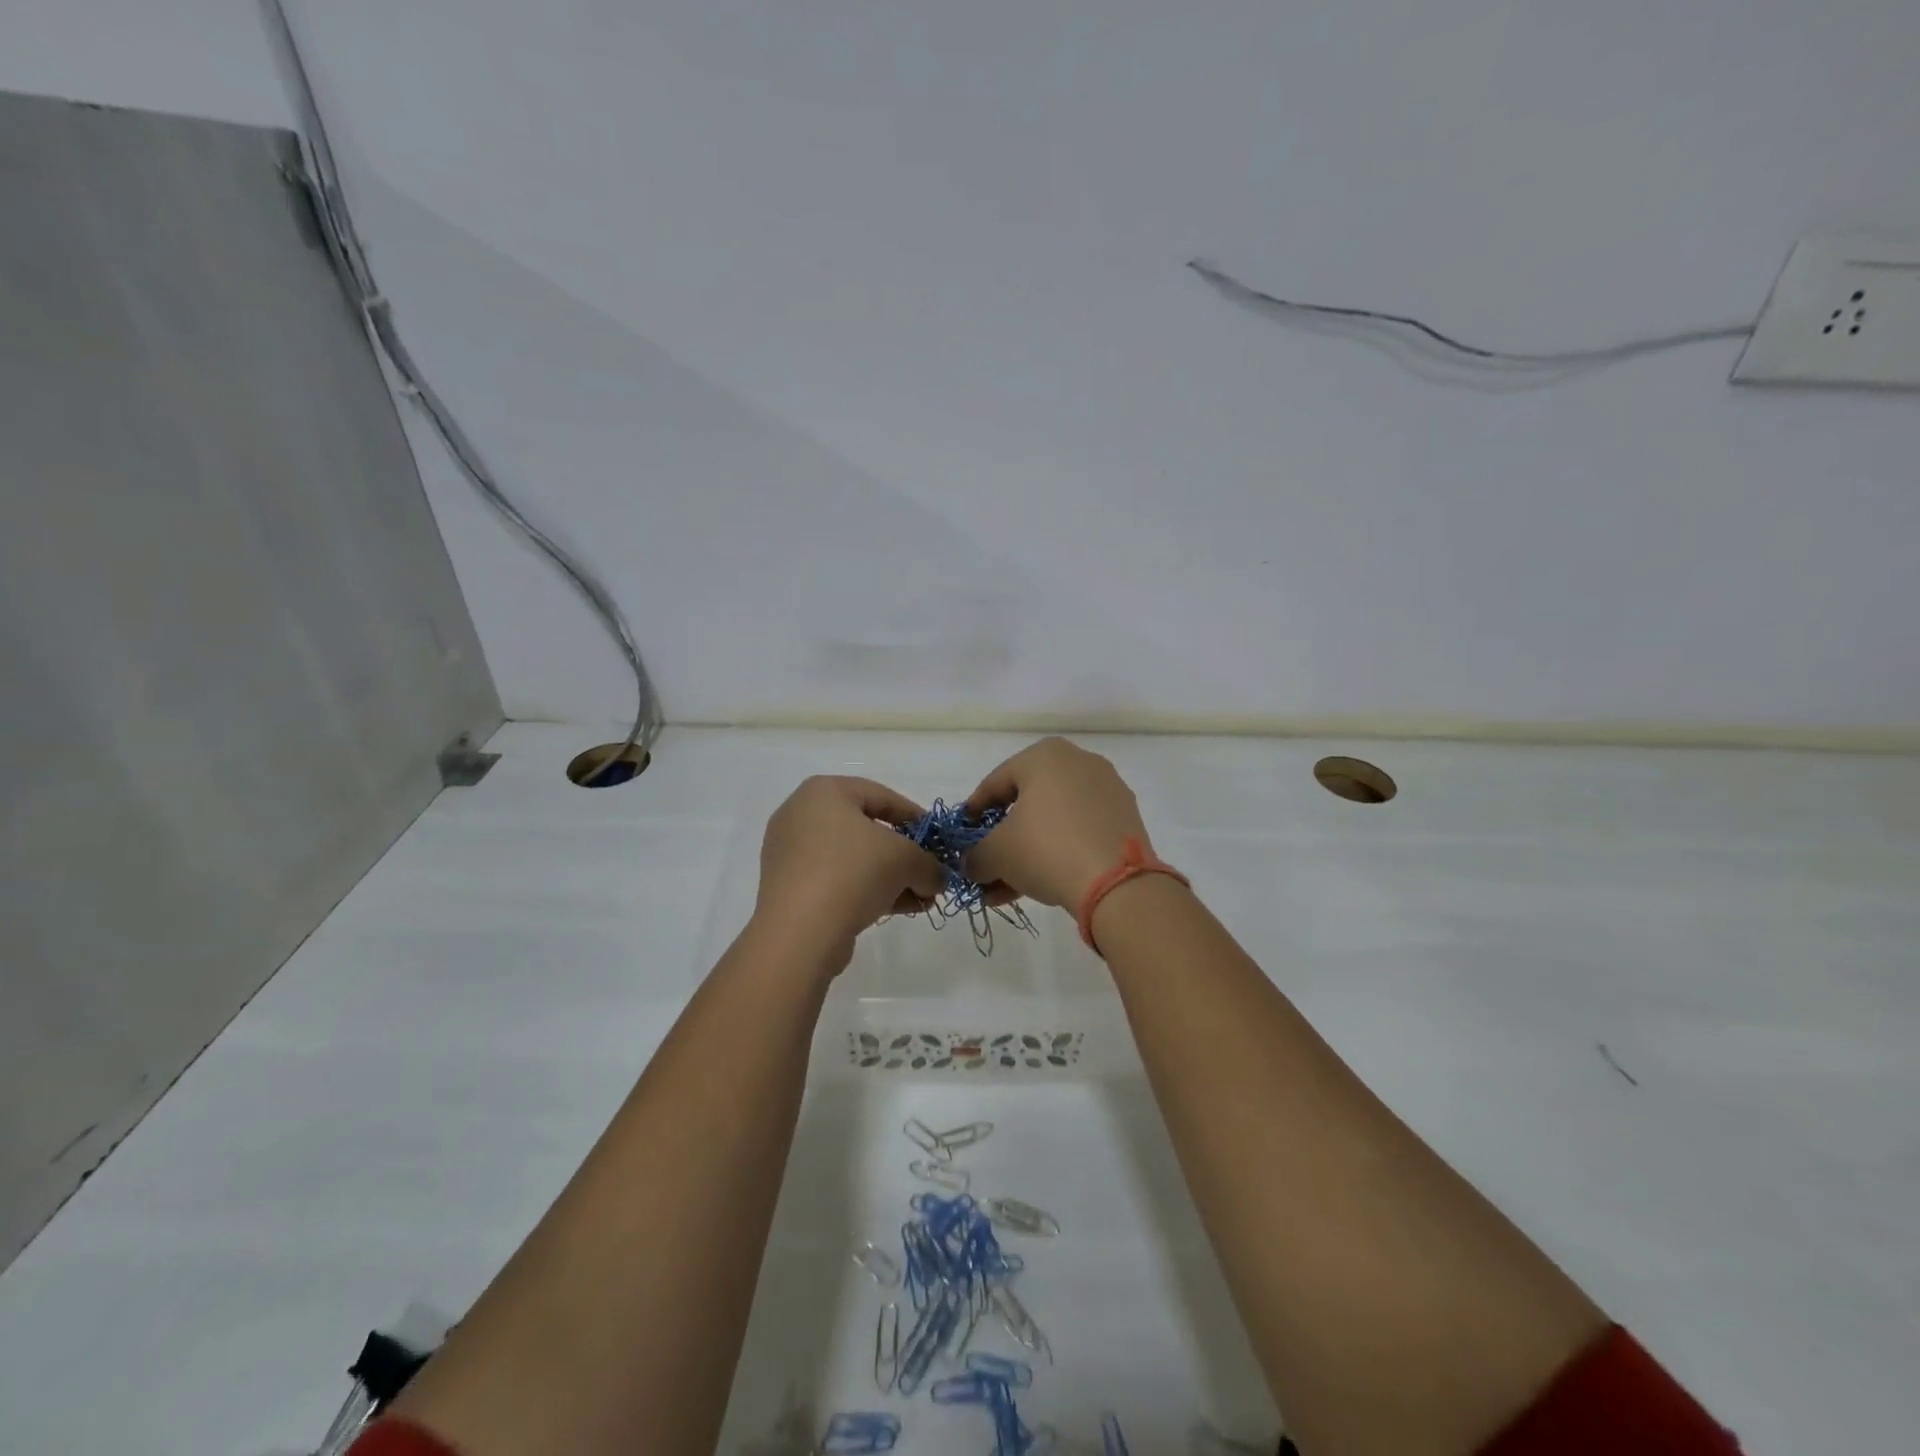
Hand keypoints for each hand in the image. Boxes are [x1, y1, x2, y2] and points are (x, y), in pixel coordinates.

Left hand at [754, 776, 944, 967]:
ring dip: (891, 877)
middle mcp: (802, 815)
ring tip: (922, 899)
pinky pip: (837, 880)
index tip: (938, 840)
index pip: (882, 796)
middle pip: (867, 830)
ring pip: (854, 859)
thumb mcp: (906, 860)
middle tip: (930, 873)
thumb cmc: (853, 872)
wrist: (800, 932)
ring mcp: (791, 853)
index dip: (917, 818)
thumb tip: (937, 878)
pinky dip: (867, 890)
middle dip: (905, 855)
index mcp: (825, 791)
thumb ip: (929, 864)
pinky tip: (899, 909)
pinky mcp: (789, 887)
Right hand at [962, 737, 1152, 909]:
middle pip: (1026, 804)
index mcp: (1044, 755)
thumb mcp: (996, 854)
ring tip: (1006, 889)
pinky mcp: (1125, 819)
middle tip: (986, 866)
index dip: (973, 813)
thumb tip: (971, 865)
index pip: (995, 783)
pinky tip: (1039, 885)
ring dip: (1027, 852)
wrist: (1117, 883)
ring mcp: (1107, 790)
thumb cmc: (1046, 849)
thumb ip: (975, 856)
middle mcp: (1079, 762)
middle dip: (1002, 840)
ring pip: (1053, 821)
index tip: (962, 838)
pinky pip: (1079, 831)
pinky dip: (1057, 852)